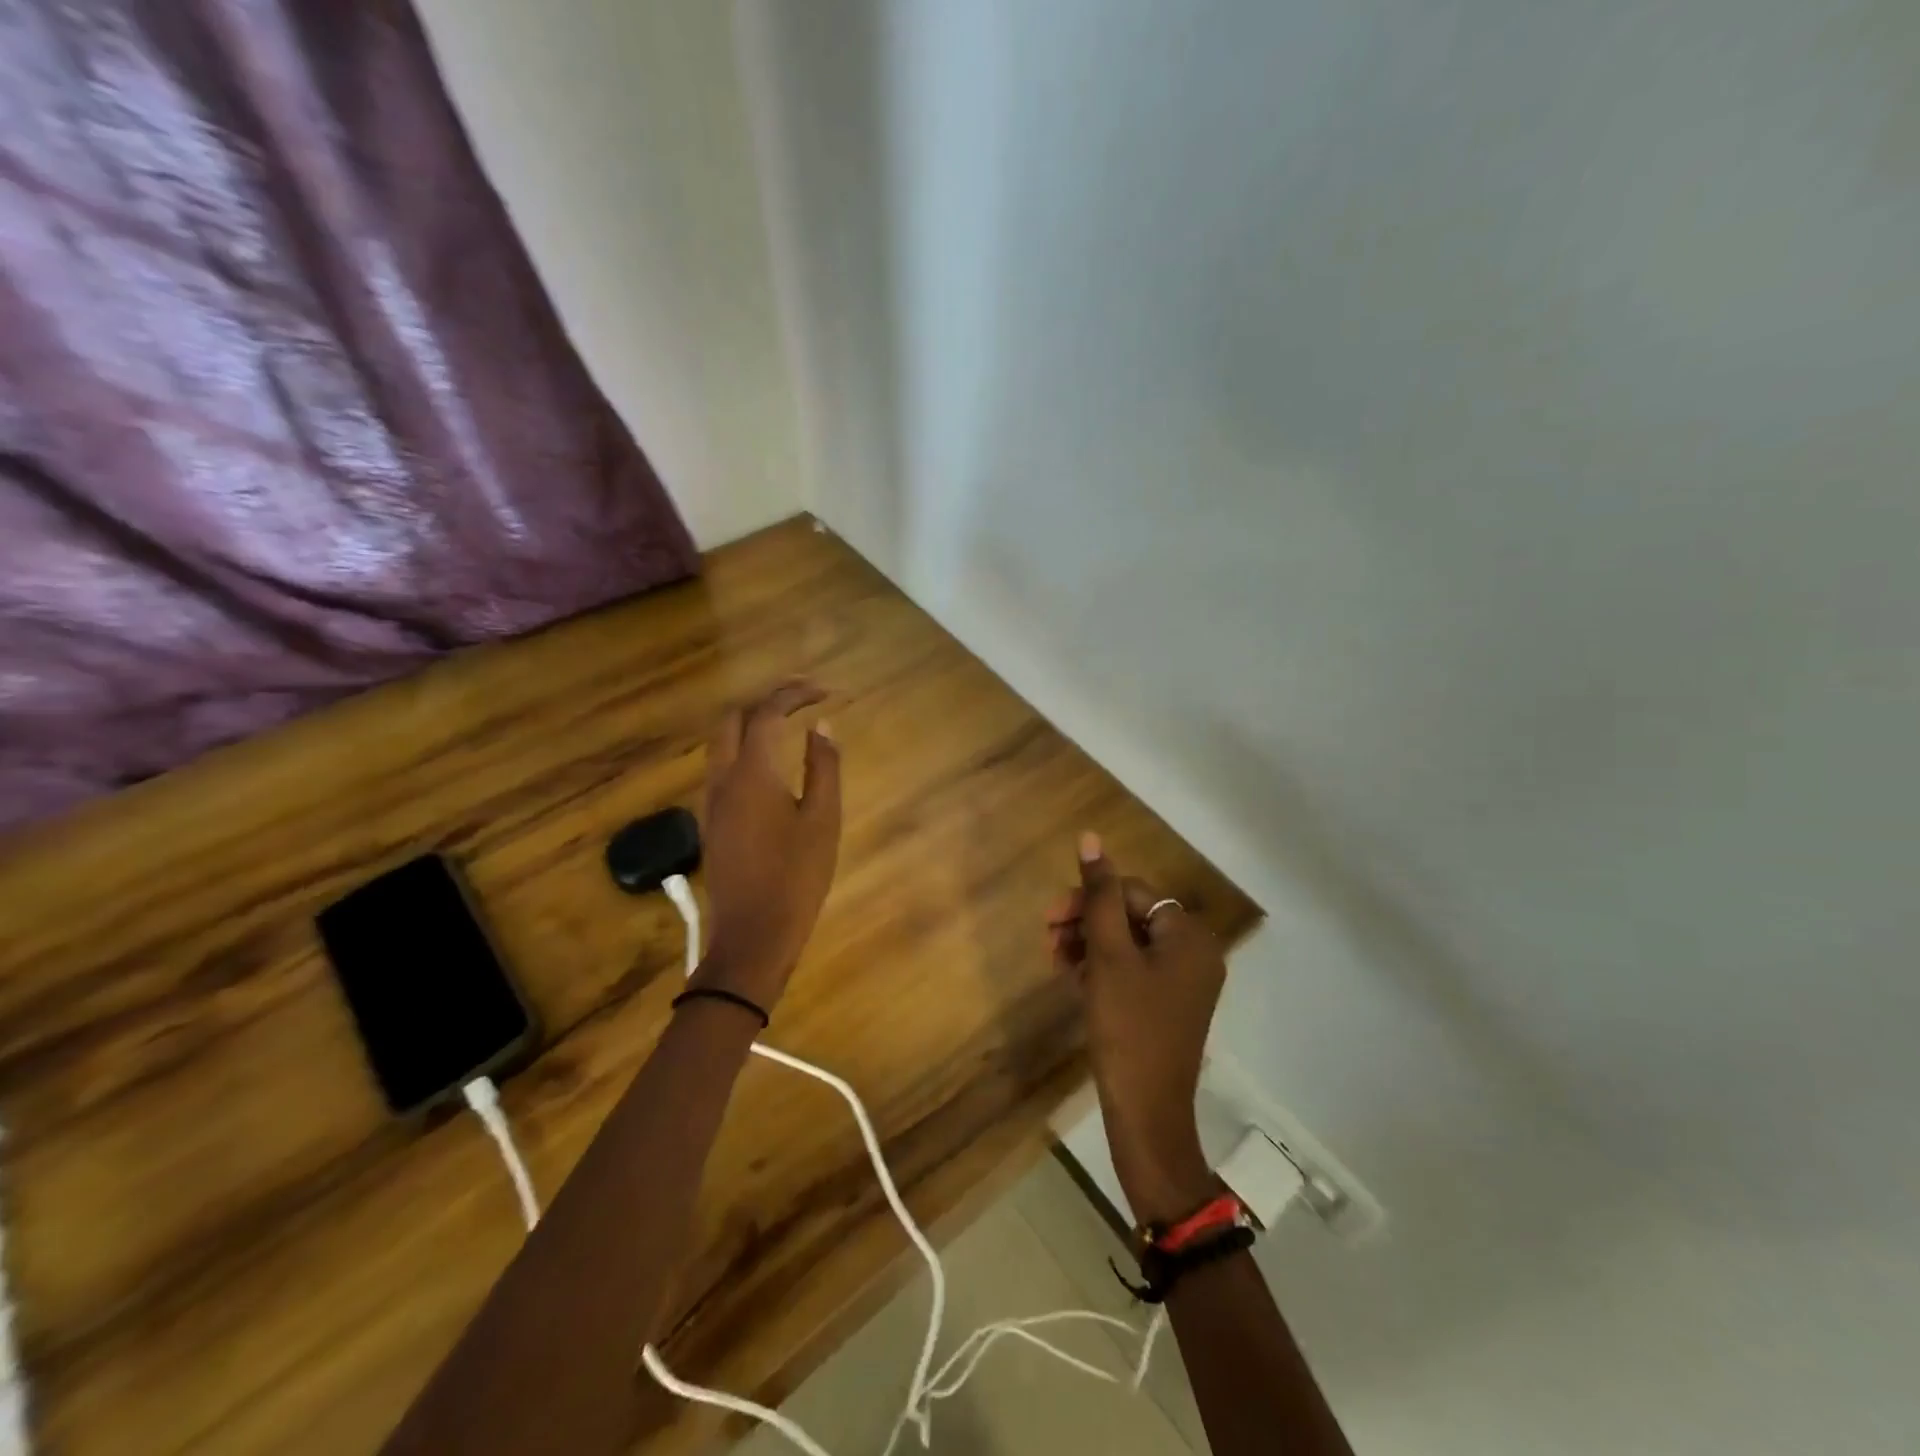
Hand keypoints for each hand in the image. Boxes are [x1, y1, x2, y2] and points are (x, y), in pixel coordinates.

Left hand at [695, 680, 841, 1010]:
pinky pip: (722, 766)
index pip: (766, 714)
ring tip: (787, 722)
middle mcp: (723, 778)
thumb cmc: (796, 877)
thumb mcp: (823, 820)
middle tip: (802, 698)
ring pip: (722, 742)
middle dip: (766, 699)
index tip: (825, 692)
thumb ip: (824, 767)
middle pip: (733, 719)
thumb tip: (821, 727)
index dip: (794, 694)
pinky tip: (771, 762)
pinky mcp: (712, 820)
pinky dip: (745, 748)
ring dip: (751, 722)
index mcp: (752, 774)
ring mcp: (712, 800)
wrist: (753, 935)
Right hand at [1048, 833, 1226, 1224]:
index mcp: (1188, 936)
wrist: (1146, 1113)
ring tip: (1055, 961)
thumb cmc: (1128, 1028)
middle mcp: (1194, 953)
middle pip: (1131, 916)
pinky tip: (1073, 979)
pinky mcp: (1167, 1006)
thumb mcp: (1108, 956)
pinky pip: (1132, 970)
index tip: (1050, 919)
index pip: (1133, 893)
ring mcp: (1182, 983)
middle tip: (1048, 939)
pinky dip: (1102, 969)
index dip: (1089, 899)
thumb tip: (1091, 838)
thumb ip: (1099, 896)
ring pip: (1128, 944)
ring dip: (1089, 944)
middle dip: (1086, 922)